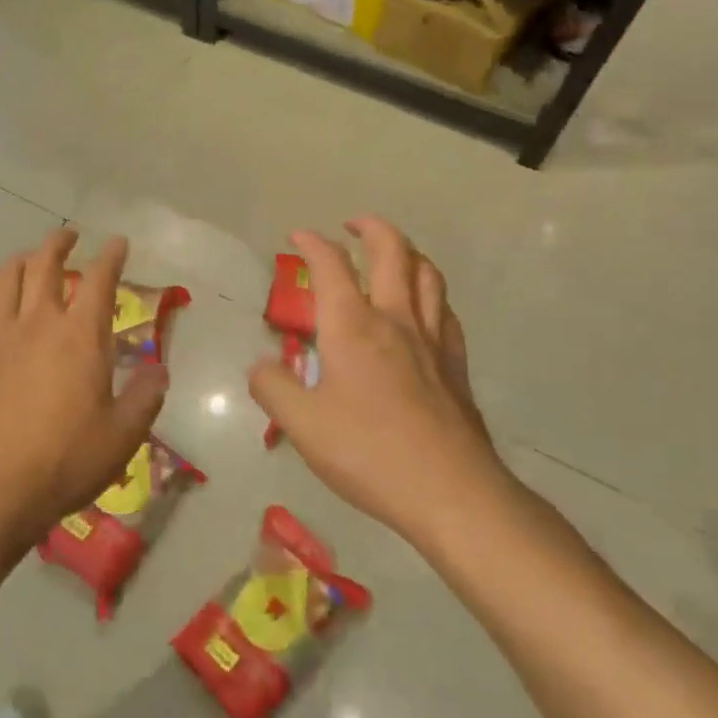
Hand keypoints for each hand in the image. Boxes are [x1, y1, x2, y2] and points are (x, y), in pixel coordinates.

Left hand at [0, 228, 168, 551]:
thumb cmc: (63, 462)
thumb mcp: (122, 436)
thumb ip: (145, 397)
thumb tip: (159, 370)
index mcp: (80, 336)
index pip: (100, 280)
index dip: (111, 256)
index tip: (117, 243)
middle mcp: (37, 323)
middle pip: (44, 264)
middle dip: (59, 243)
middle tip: (69, 237)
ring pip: (5, 280)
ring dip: (21, 260)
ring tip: (30, 258)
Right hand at [248, 218, 512, 552]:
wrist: (451, 493)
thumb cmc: (368, 453)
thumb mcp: (301, 425)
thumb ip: (273, 387)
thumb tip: (261, 366)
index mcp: (352, 327)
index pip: (331, 266)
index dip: (312, 243)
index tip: (297, 236)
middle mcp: (395, 320)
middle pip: (393, 251)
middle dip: (371, 228)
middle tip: (353, 225)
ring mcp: (432, 341)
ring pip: (428, 274)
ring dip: (408, 252)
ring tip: (392, 254)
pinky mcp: (455, 366)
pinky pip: (445, 311)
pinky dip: (431, 294)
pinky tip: (423, 308)